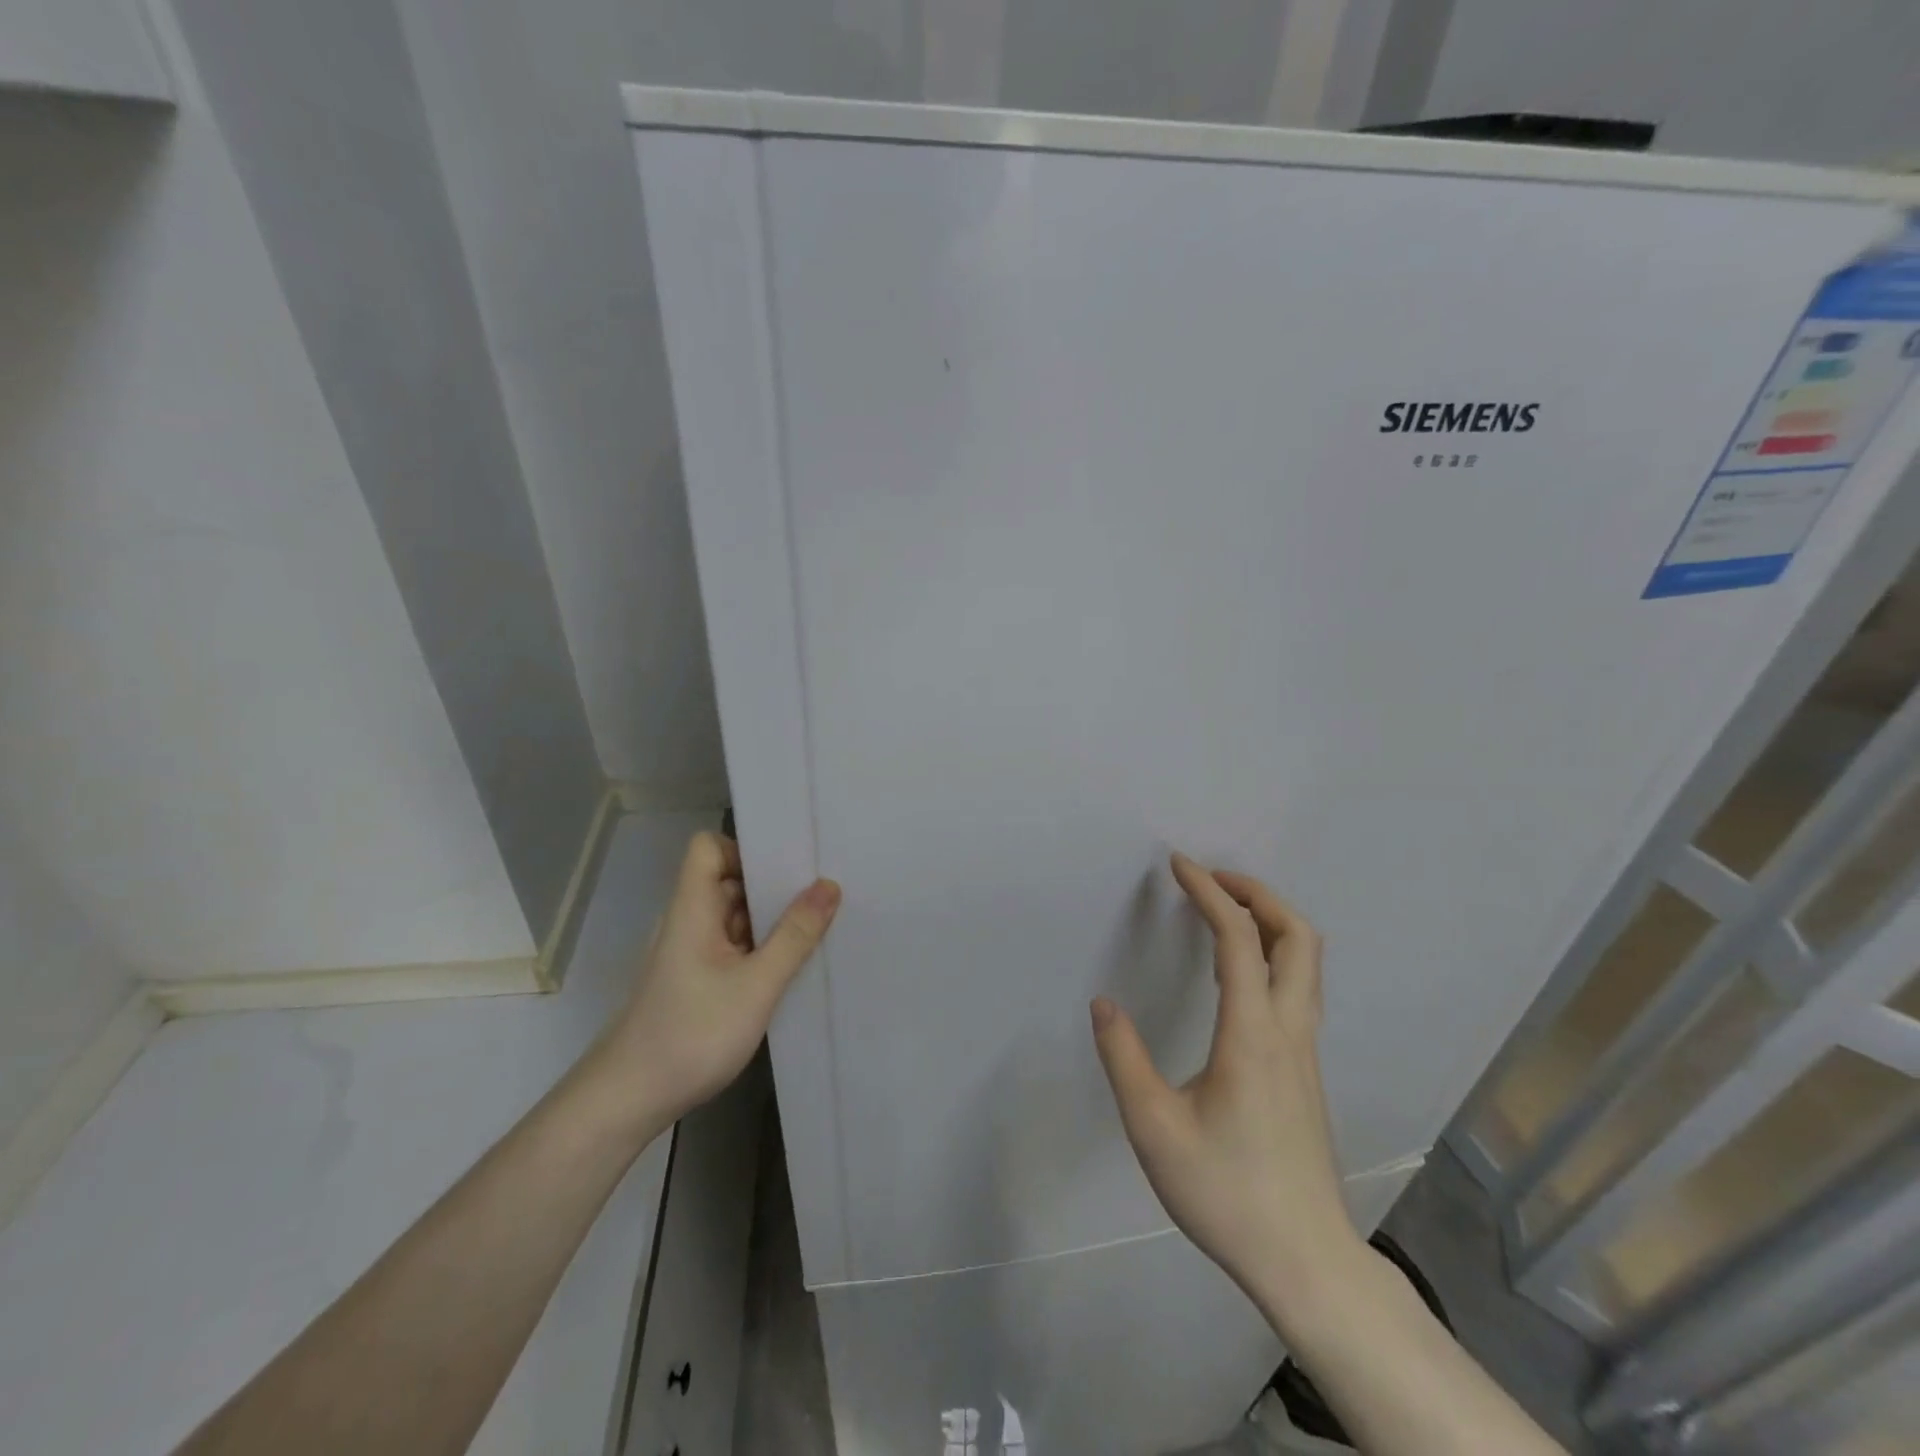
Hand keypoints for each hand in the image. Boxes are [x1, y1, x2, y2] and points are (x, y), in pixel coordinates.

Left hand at [585, 831, 840, 1129]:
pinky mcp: (695, 981)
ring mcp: (691, 954)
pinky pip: (733, 947)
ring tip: (819, 924)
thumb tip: (829, 885)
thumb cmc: (691, 1034)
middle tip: (823, 891)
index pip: (708, 848)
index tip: (788, 865)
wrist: (627, 1101)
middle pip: (728, 880)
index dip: (744, 848)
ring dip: (770, 919)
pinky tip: (792, 964)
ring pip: (734, 916)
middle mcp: (689, 922)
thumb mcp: (756, 986)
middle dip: (772, 884)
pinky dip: (760, 948)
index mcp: (693, 909)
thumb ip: (795, 935)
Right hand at [1091, 853, 1359, 1309]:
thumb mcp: (1154, 1128)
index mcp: (1253, 1034)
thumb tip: (1104, 1004)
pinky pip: (1299, 987)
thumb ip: (1124, 1059)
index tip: (1179, 865)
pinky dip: (1274, 952)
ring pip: (1307, 962)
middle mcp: (1289, 1030)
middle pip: (1298, 937)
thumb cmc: (1226, 1192)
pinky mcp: (1306, 1070)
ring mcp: (1306, 1051)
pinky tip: (1240, 970)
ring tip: (1224, 911)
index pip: (1239, 939)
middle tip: (1212, 879)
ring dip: (1271, 920)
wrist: (1305, 1261)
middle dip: (1257, 893)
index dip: (1209, 893)